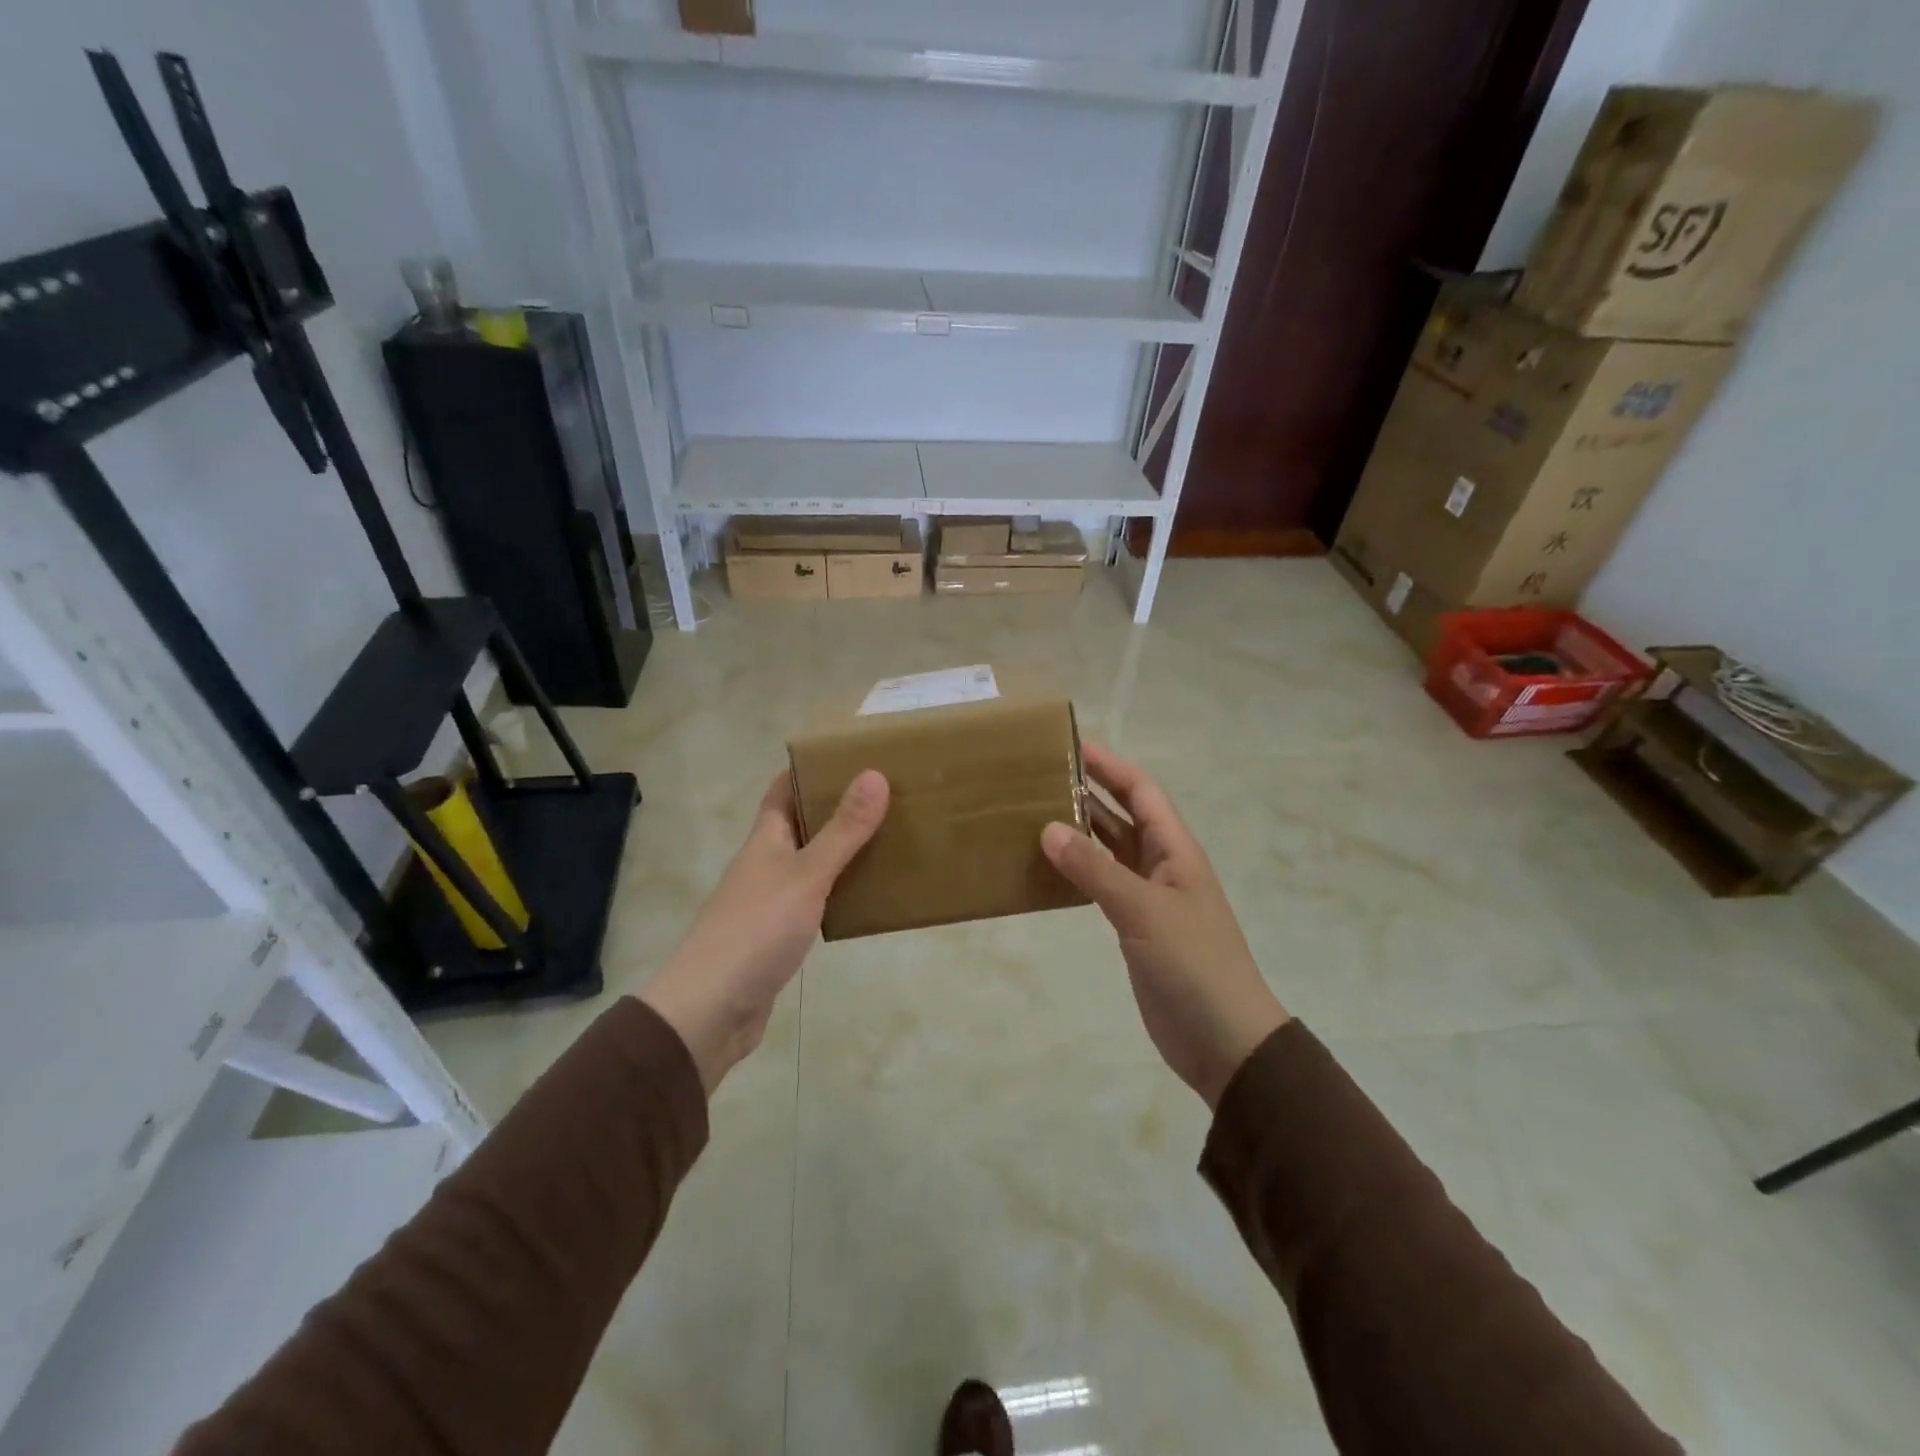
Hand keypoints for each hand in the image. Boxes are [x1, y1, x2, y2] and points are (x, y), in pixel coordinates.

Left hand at [640, 769, 888, 1092]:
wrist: (710, 1011)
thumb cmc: (756, 931)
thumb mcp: (806, 876)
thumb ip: (842, 831)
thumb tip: (874, 774)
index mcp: (764, 840)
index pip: (783, 790)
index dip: (810, 769)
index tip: (851, 755)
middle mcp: (764, 864)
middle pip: (800, 825)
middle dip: (836, 808)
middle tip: (886, 795)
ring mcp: (769, 902)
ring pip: (810, 864)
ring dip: (841, 851)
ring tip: (888, 838)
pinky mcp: (778, 937)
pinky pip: (815, 901)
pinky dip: (838, 892)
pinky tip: (867, 896)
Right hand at [1042, 743, 1288, 1108]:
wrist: (1224, 1039)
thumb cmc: (1193, 964)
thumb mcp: (1143, 911)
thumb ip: (1095, 870)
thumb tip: (1048, 829)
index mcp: (1175, 850)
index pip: (1141, 791)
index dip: (1110, 766)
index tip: (1071, 745)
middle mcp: (1163, 864)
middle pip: (1124, 815)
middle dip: (1089, 792)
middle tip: (1041, 777)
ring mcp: (1150, 897)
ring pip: (1111, 850)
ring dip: (1080, 831)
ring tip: (1035, 813)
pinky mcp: (1136, 926)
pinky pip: (1103, 884)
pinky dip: (1078, 870)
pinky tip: (1049, 867)